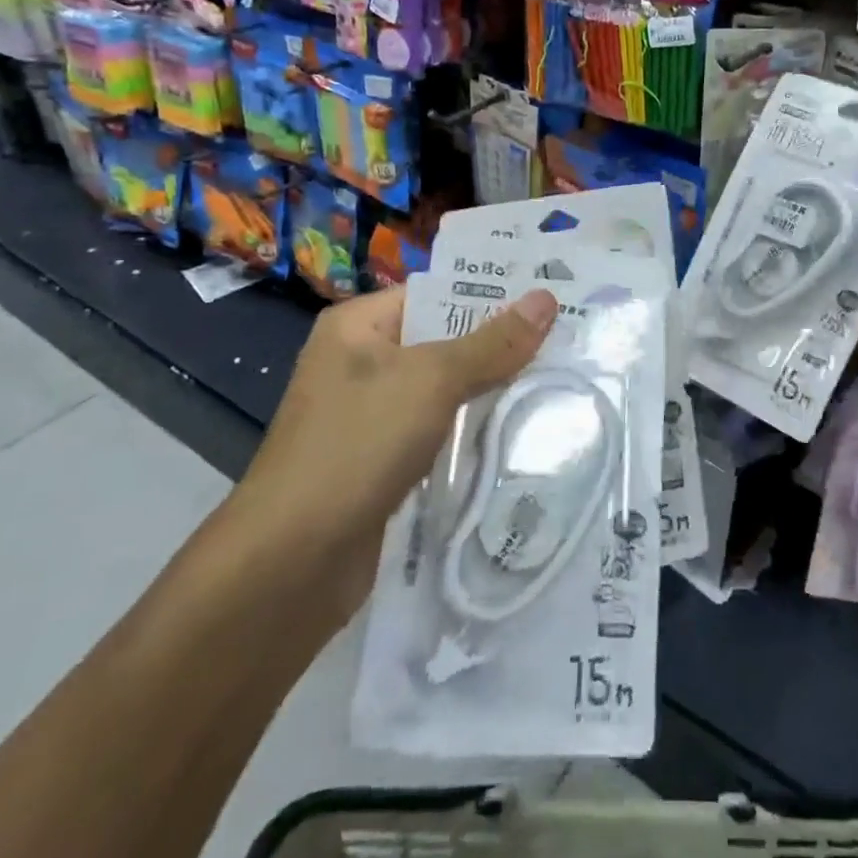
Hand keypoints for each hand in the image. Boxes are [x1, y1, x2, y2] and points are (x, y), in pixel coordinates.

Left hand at [227, 285, 558, 559]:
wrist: (290, 565)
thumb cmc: (357, 446)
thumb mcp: (432, 381)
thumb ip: (492, 343)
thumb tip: (547, 298)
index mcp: (358, 327)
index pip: (435, 293)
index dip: (491, 293)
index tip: (550, 295)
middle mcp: (361, 363)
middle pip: (444, 341)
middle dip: (500, 343)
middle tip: (567, 336)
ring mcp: (370, 416)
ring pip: (445, 390)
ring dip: (491, 389)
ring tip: (559, 376)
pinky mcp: (383, 462)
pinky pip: (438, 432)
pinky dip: (472, 430)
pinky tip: (521, 430)